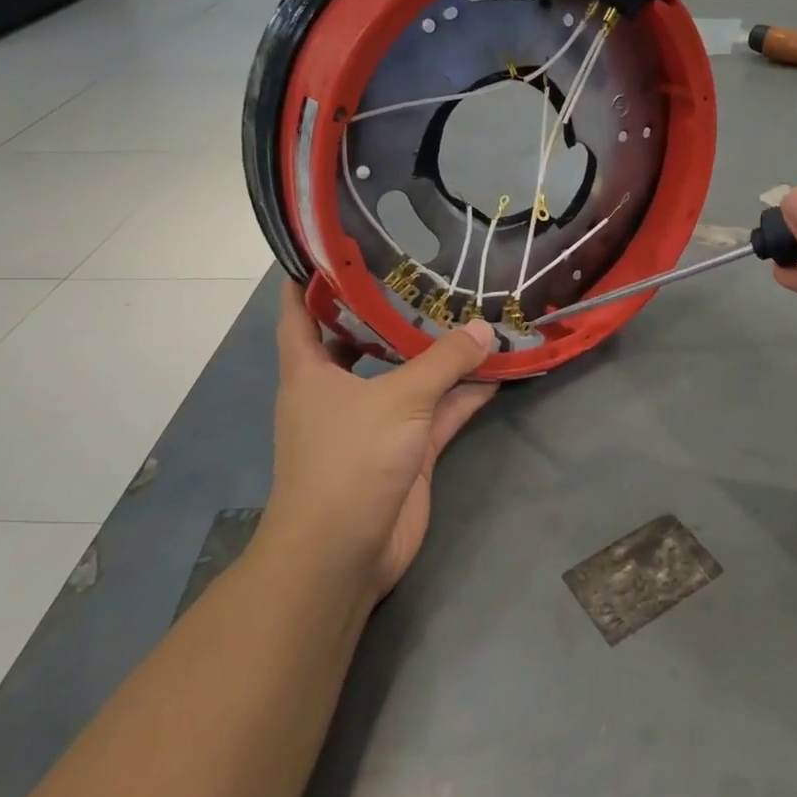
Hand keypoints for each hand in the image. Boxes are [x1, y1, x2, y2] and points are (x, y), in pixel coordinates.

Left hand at [264, 281, 497, 601]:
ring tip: (474, 313)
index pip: (300, 312)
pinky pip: (440, 412)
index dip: (310, 277)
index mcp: (311, 371)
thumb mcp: (398, 399)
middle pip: (363, 340)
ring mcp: (376, 422)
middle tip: (427, 271)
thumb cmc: (349, 460)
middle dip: (391, 310)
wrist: (344, 552)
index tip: (333, 243)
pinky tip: (496, 369)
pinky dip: (464, 394)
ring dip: (439, 354)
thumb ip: (444, 362)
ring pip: (410, 376)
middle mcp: (340, 391)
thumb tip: (485, 328)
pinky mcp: (407, 451)